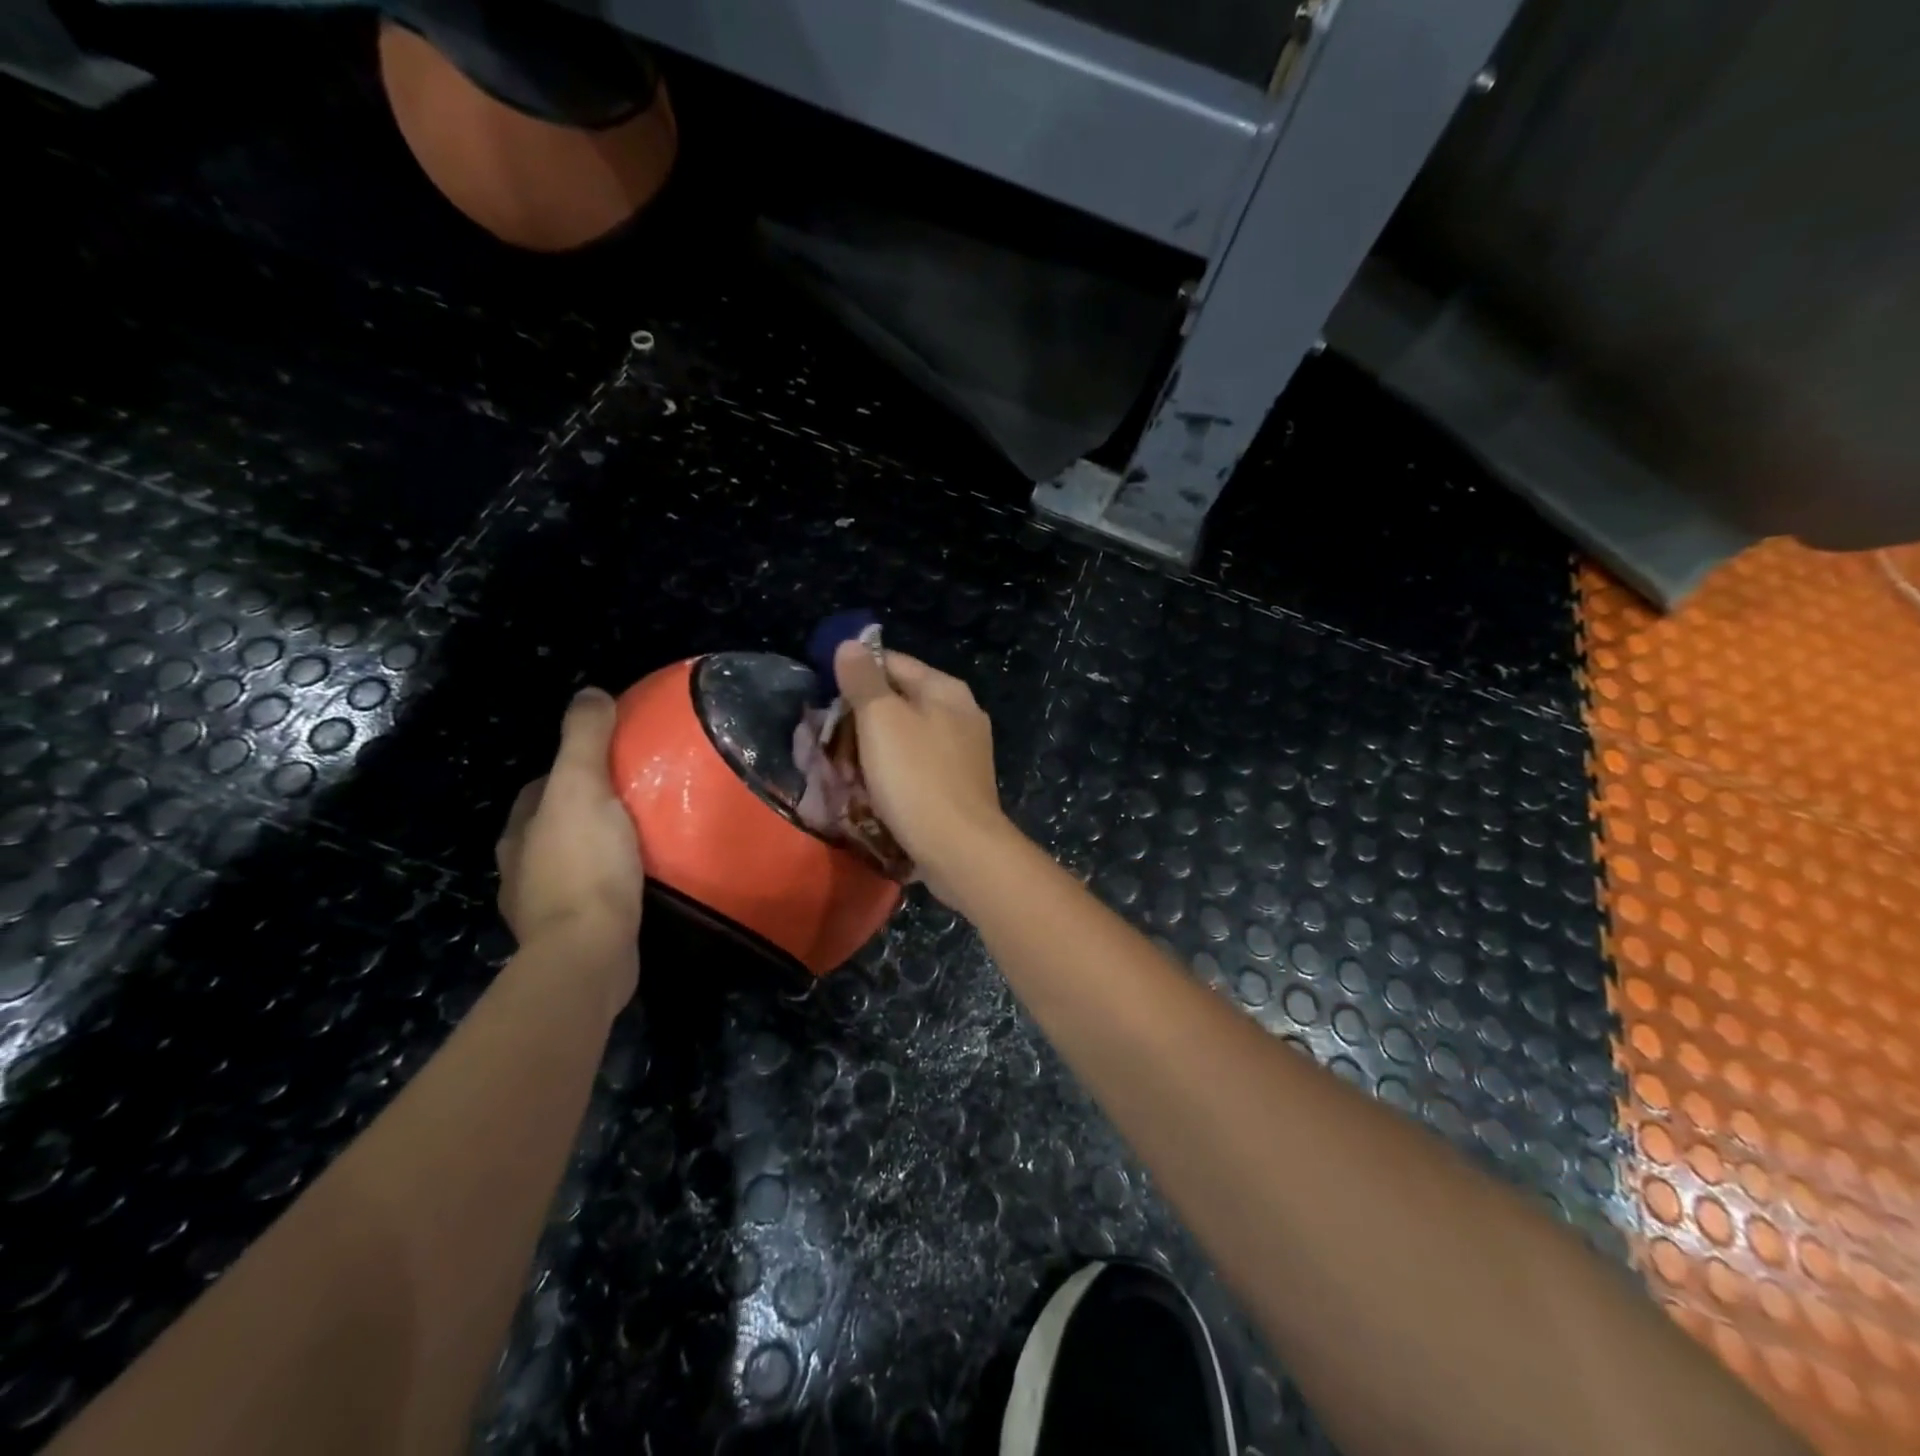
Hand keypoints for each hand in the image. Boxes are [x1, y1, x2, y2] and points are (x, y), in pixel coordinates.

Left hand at [496, 689, 644, 997]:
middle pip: (555, 823)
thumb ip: (584, 739)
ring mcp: (542, 904)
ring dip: (597, 847)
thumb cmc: (585, 865)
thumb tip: (589, 691)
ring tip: (642, 838)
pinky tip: (637, 881)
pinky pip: (590, 893)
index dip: (572, 768)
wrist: (588, 952)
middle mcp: (521, 865)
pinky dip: (608, 881)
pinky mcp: (570, 933)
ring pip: (572, 859)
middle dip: (586, 809)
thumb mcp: (583, 788)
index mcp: (520, 829)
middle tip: (635, 798)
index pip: (542, 785)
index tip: (613, 763)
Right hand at [833, 643, 1014, 898]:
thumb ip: (864, 679)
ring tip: (842, 768)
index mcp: (946, 690)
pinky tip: (873, 790)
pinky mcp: (959, 786)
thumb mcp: (882, 720)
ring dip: (874, 749)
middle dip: (861, 717)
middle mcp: (961, 714)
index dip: (855, 673)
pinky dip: (893, 773)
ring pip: (906, 738)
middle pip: (900, 701)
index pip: (893, 663)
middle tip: (826, 738)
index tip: (822, 695)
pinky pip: (917, 768)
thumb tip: (850, 644)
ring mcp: (964, 753)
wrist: (960, 848)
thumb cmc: (917, 777)